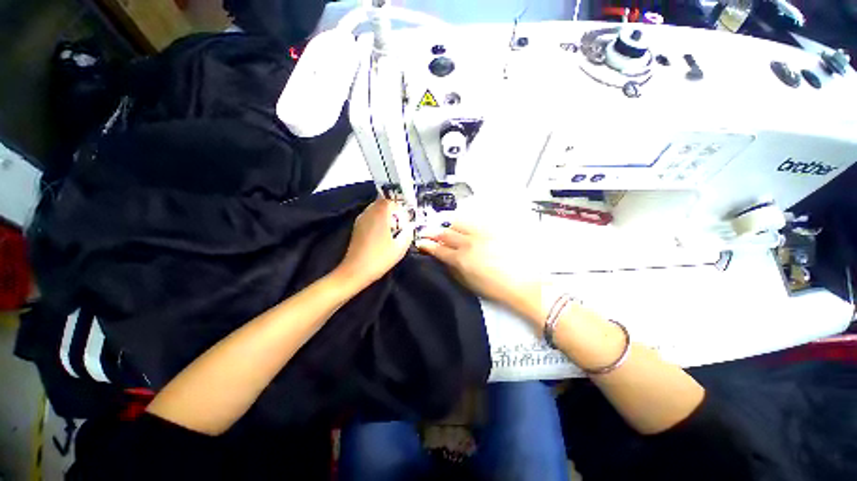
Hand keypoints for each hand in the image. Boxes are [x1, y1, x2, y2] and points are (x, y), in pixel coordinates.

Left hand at [336, 199, 414, 287]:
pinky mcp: (356, 228)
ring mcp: (360, 220)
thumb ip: (408, 233)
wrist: (356, 271)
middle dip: (392, 211)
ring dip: (384, 216)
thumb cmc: (380, 258)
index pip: (390, 201)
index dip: (399, 208)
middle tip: (400, 225)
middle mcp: (368, 213)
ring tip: (391, 231)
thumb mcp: (401, 247)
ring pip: (375, 210)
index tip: (405, 220)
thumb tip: (409, 226)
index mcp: (380, 214)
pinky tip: (381, 235)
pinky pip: (369, 217)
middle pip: (382, 204)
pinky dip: (377, 221)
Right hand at [415, 222, 540, 313]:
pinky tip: (465, 226)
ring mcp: (481, 233)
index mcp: (460, 259)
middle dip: (433, 232)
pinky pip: (475, 222)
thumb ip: (453, 269)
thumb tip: (445, 259)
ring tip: (447, 228)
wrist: (524, 283)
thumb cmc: (494, 289)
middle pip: (445, 233)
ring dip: (449, 225)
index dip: (427, 245)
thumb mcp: (468, 283)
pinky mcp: (494, 229)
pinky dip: (466, 223)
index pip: (438, 249)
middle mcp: (468, 243)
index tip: (421, 242)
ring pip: (459, 222)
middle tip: (427, 231)